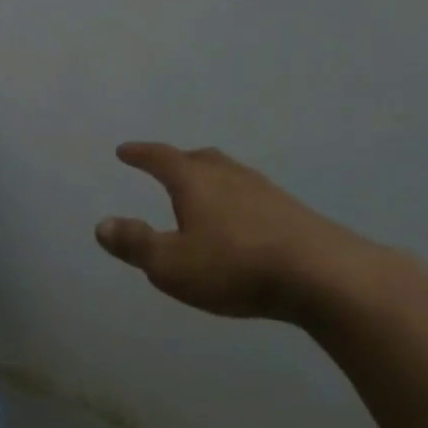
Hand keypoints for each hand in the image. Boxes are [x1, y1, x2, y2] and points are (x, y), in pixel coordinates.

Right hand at [95, 142, 380, 322]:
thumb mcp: (170, 264)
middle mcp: (230, 177)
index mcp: (195, 182)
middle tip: (165, 164)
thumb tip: (102, 225)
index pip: (161, 158)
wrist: (325, 277)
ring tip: (202, 191)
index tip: (124, 150)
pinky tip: (242, 220)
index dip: (140, 154)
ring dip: (211, 178)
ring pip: (231, 174)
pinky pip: (253, 195)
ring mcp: (266, 192)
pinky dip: (237, 199)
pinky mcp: (293, 213)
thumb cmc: (235, 267)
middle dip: (178, 160)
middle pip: (200, 158)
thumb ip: (135, 244)